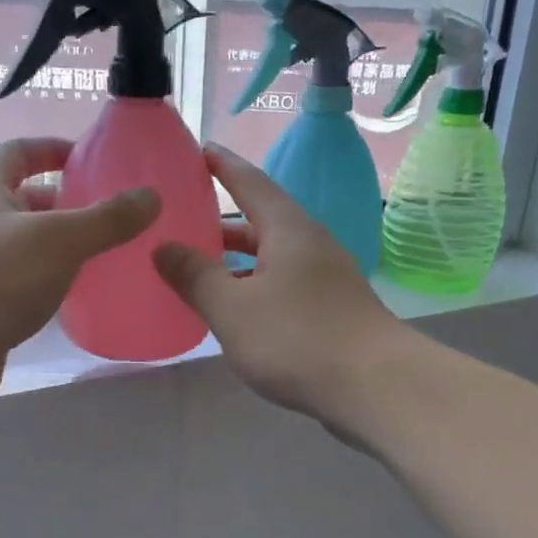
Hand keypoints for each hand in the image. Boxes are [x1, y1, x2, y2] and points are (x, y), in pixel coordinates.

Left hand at [0, 138, 158, 409]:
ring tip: (111, 253)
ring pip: (28, 246)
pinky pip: (26, 283)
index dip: (55, 149)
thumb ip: (106, 219)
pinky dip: (52, 283)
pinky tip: (82, 294)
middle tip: (115, 214)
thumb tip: (152, 196)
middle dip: (69, 204)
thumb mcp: (58, 240)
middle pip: (27, 200)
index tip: (94, 158)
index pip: (20, 152)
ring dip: (63, 247)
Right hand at [153, 143, 409, 430]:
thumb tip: (162, 247)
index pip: (250, 182)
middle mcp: (311, 244)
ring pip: (272, 257)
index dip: (221, 165)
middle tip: (182, 222)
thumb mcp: (232, 308)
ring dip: (237, 260)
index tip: (197, 150)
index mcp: (288, 229)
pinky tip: (236, 311)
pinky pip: (284, 285)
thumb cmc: (297, 338)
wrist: (375, 387)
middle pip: (261, 221)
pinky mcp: (333, 310)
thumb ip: (194, 276)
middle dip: (222, 222)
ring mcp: (326, 278)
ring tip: (199, 269)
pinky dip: (255, 287)